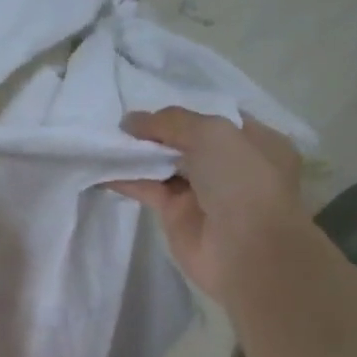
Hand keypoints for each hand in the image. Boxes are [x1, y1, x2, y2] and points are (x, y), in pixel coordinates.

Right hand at [108, 107, 306, 302]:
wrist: (246, 252)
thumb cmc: (243, 182)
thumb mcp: (213, 134)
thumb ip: (171, 122)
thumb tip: (130, 121)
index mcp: (254, 141)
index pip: (214, 117)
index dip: (183, 110)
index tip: (149, 104)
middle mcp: (229, 165)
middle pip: (186, 141)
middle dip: (156, 131)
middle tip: (121, 123)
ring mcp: (202, 192)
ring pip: (165, 165)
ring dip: (138, 153)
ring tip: (106, 139)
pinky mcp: (177, 215)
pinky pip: (149, 189)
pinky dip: (127, 179)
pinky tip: (102, 169)